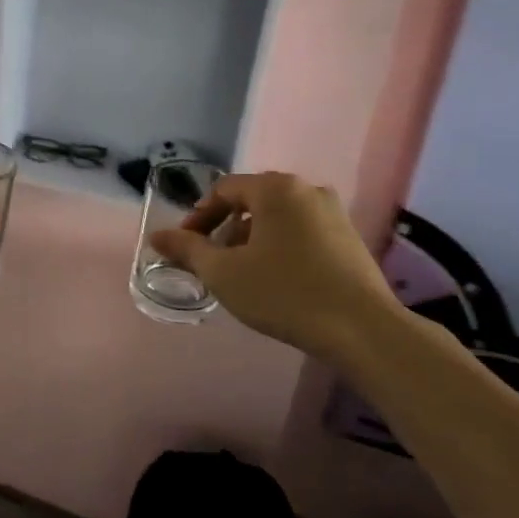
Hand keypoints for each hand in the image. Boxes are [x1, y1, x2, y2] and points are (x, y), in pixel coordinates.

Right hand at [149, 172, 401, 352]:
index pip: (223, 190)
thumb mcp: (224, 273)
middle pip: (252, 201)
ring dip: (252, 240)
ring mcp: (333, 213)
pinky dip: (280, 247)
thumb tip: (156, 236)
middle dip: (225, 229)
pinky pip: (302, 232)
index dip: (198, 216)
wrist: (362, 329)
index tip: (186, 247)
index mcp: (275, 188)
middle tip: (212, 262)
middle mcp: (307, 190)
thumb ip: (187, 249)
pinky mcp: (350, 239)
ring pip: (278, 218)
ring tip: (242, 275)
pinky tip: (277, 281)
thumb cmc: (284, 293)